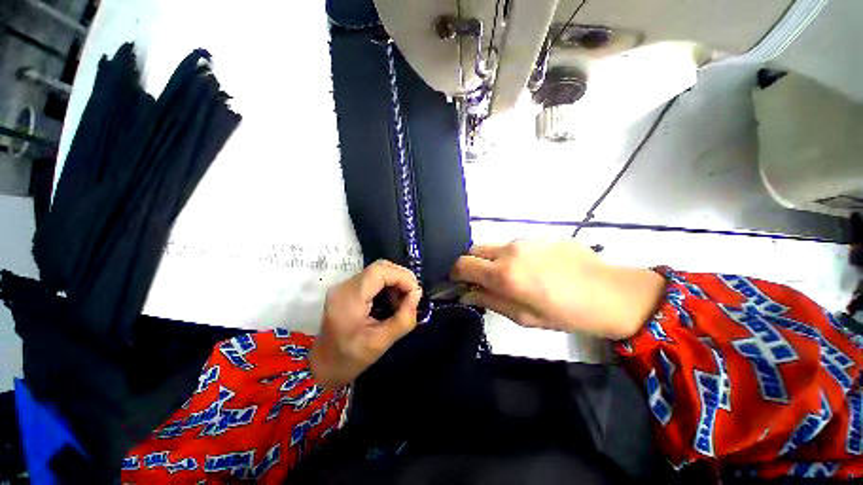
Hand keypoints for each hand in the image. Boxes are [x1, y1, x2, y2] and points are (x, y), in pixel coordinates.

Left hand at [310, 260, 422, 388]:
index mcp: (349, 298)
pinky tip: (391, 300)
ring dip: (395, 281)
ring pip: (378, 270)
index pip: (379, 271)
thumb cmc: (350, 358)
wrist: (323, 366)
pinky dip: (387, 285)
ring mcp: (345, 286)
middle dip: (401, 277)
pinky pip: (373, 278)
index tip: (415, 293)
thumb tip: (417, 293)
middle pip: (379, 267)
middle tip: (412, 296)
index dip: (401, 277)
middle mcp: (345, 286)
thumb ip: (403, 318)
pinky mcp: (348, 289)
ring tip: (402, 301)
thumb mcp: (381, 342)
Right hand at [450, 240, 665, 339]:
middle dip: (471, 263)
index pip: (462, 264)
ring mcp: (525, 240)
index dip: (455, 273)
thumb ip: (490, 301)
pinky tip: (532, 268)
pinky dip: (512, 255)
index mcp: (504, 274)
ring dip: (493, 260)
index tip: (459, 283)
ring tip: (512, 276)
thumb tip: (466, 295)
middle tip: (481, 280)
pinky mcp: (539, 235)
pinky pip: (515, 244)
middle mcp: (509, 251)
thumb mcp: (523, 317)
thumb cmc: (566, 313)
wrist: (610, 293)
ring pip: (494, 246)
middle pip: (474, 249)